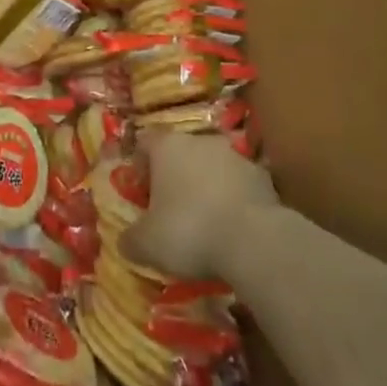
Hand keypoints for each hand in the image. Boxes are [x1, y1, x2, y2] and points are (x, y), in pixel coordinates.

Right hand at [122, 133, 280, 280]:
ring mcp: (234, 155)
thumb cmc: (190, 232)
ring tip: (206, 222)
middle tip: (171, 209)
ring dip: (207, 186)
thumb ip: (131, 240)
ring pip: (212, 166)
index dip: (140, 165)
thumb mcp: (148, 244)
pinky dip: (234, 200)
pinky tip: (233, 229)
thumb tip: (124, 242)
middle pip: (180, 152)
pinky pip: (239, 185)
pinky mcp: (262, 177)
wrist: (255, 241)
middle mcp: (199, 141)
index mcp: (167, 147)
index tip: (141, 191)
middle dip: (175, 176)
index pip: (144, 142)